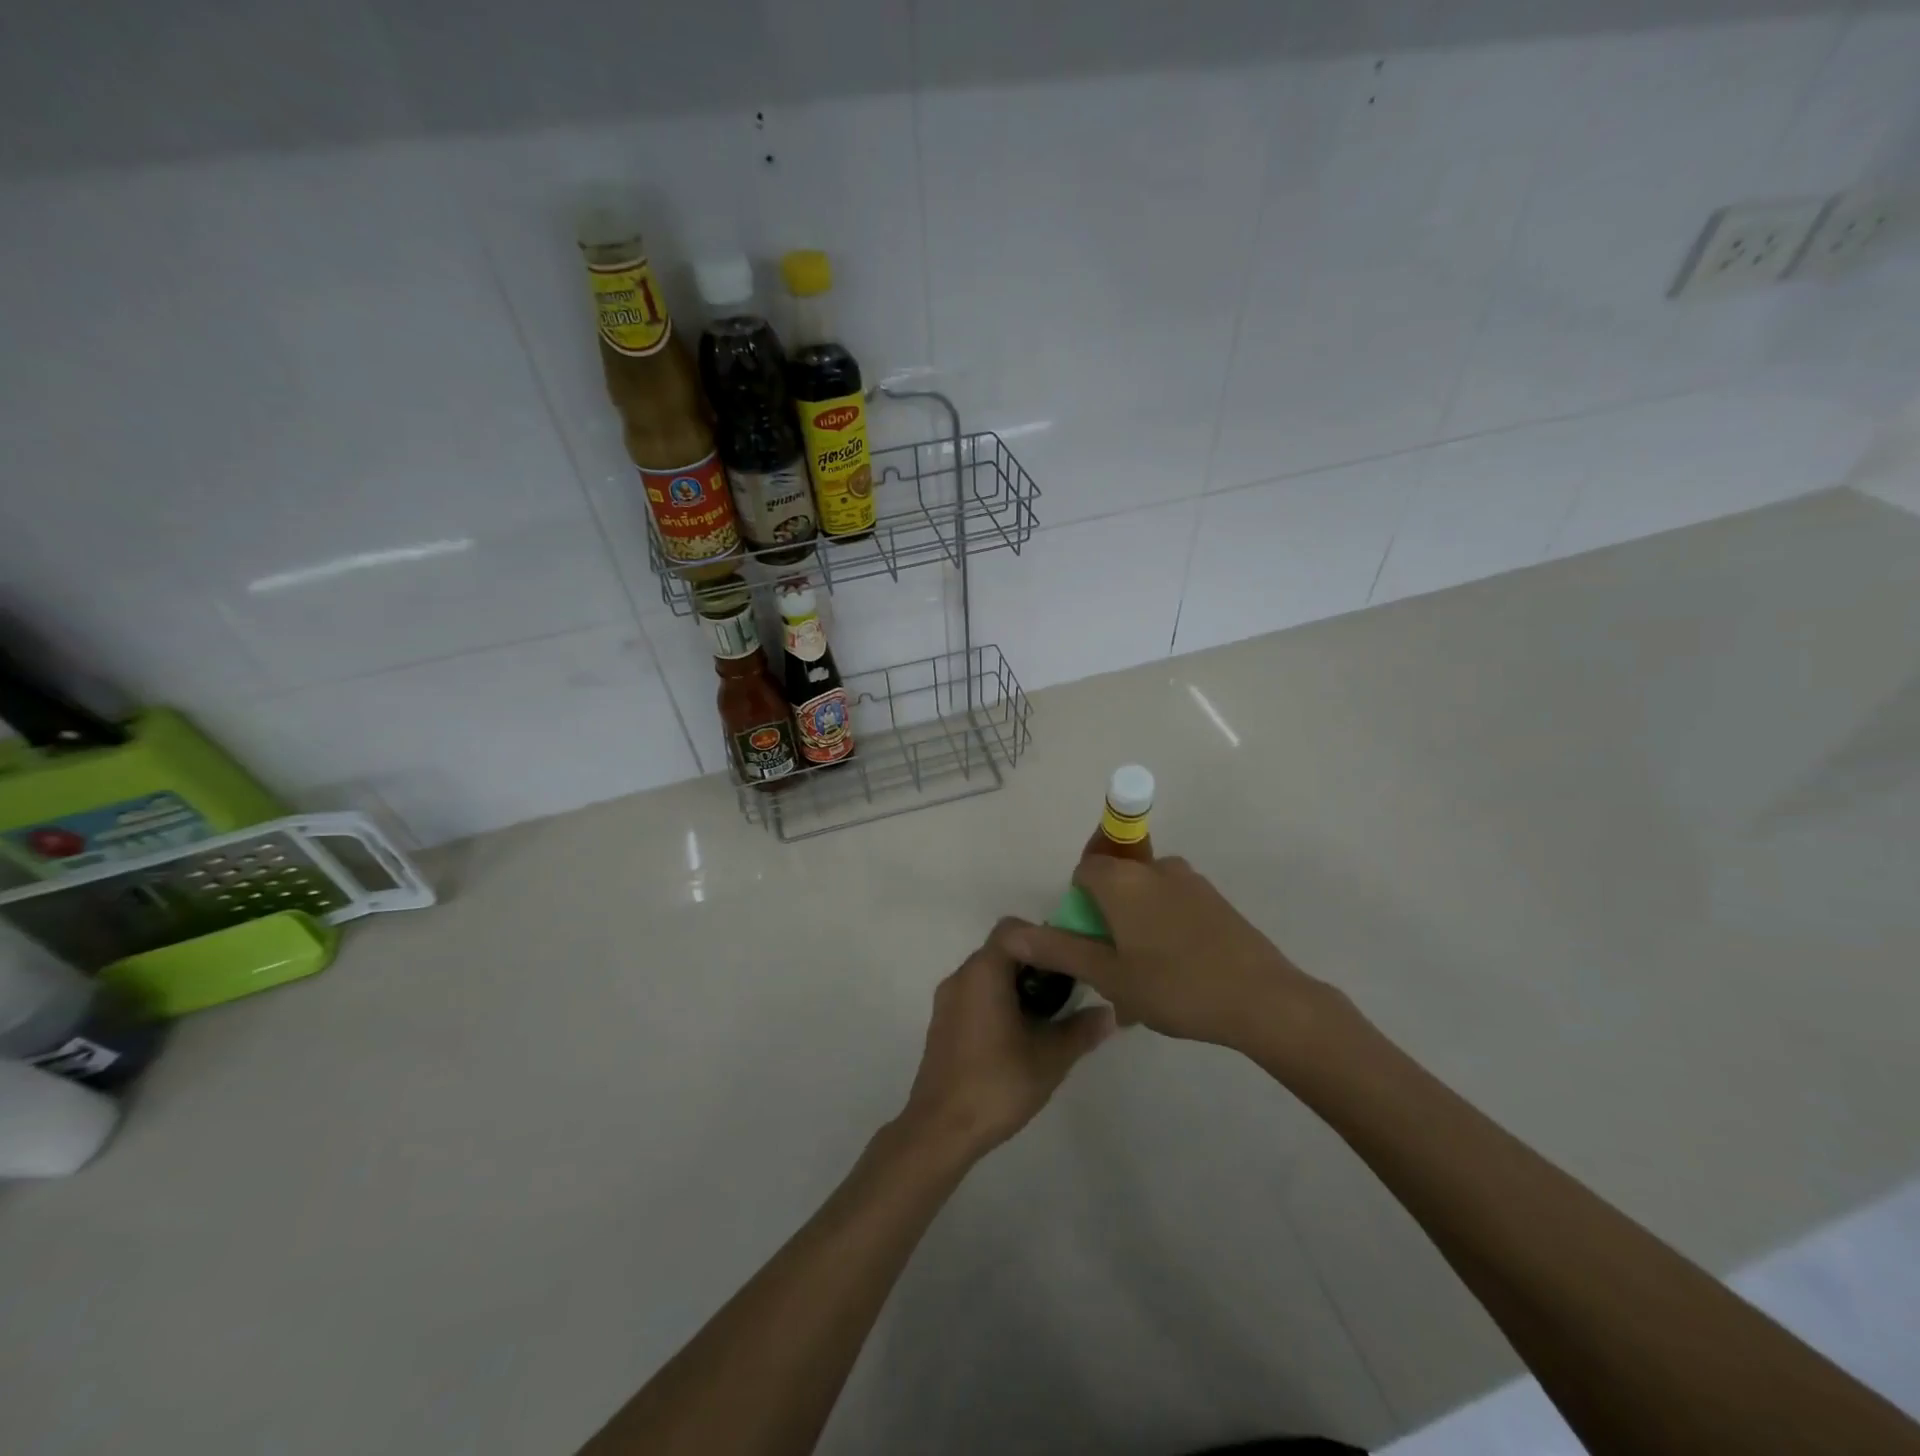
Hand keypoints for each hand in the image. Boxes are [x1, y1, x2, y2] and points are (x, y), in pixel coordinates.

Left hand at [899, 922, 1116, 1161]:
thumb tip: (1110, 1014)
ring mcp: (948, 1000)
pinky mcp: (943, 1023)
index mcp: (983, 972)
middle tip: (1067, 989)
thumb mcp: (1049, 1058)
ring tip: (1049, 1014)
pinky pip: (976, 994)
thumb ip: (1081, 1030)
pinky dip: (999, 1000)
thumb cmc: (996, 1084)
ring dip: (1018, 983)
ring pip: (988, 973)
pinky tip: (1021, 1033)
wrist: (940, 1129)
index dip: (1044, 937)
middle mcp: (961, 976)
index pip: (1013, 929)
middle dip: (1036, 962)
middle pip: (1002, 949)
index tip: (1070, 961)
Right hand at [997, 856, 1341, 1063]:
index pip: (1083, 872)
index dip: (1078, 908)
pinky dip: (1164, 931)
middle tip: (1115, 971)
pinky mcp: (1215, 900)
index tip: (1089, 947)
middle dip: (1107, 922)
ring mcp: (1190, 881)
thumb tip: (1010, 934)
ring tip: (1146, 984)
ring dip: (1136, 930)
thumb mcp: (1108, 975)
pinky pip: (1173, 906)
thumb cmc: (1175, 986)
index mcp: (1123, 879)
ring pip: (1145, 898)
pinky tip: (1177, 976)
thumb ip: (1058, 950)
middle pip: (1114, 883)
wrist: (1264, 1000)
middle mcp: (1154, 867)